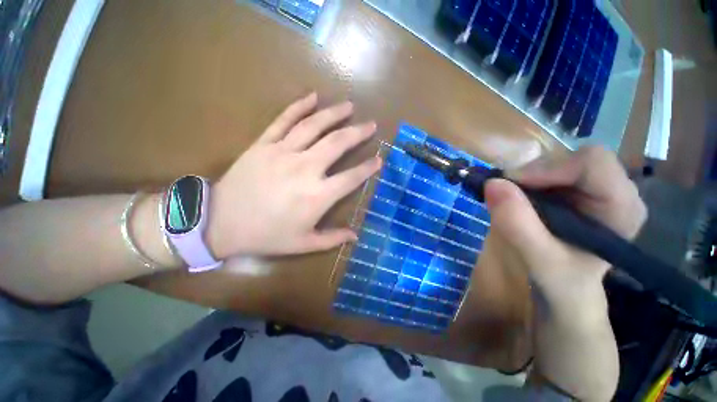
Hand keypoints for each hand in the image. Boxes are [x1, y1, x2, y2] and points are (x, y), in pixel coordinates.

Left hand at [206, 93, 380, 257]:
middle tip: (371, 125)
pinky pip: (284, 120)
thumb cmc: (266, 235)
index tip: (379, 159)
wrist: (220, 223)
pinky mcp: (264, 144)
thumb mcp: (303, 244)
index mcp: (318, 195)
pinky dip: (299, 106)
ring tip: (349, 106)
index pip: (351, 177)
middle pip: (337, 144)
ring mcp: (283, 152)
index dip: (368, 168)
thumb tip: (355, 236)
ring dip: (334, 114)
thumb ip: (332, 239)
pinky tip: (313, 97)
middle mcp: (305, 169)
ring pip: (314, 126)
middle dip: (358, 133)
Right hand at [484, 147, 646, 399]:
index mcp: (621, 211)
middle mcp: (610, 197)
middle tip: (505, 195)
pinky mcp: (565, 205)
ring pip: (554, 167)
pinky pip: (542, 180)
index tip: (514, 187)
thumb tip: (490, 186)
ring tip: (506, 201)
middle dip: (535, 172)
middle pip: (571, 159)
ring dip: (525, 179)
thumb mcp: (547, 270)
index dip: (551, 168)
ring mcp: (586, 199)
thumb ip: (520, 227)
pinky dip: (521, 184)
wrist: (568, 316)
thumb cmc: (568, 302)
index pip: (594, 162)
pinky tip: (511, 201)